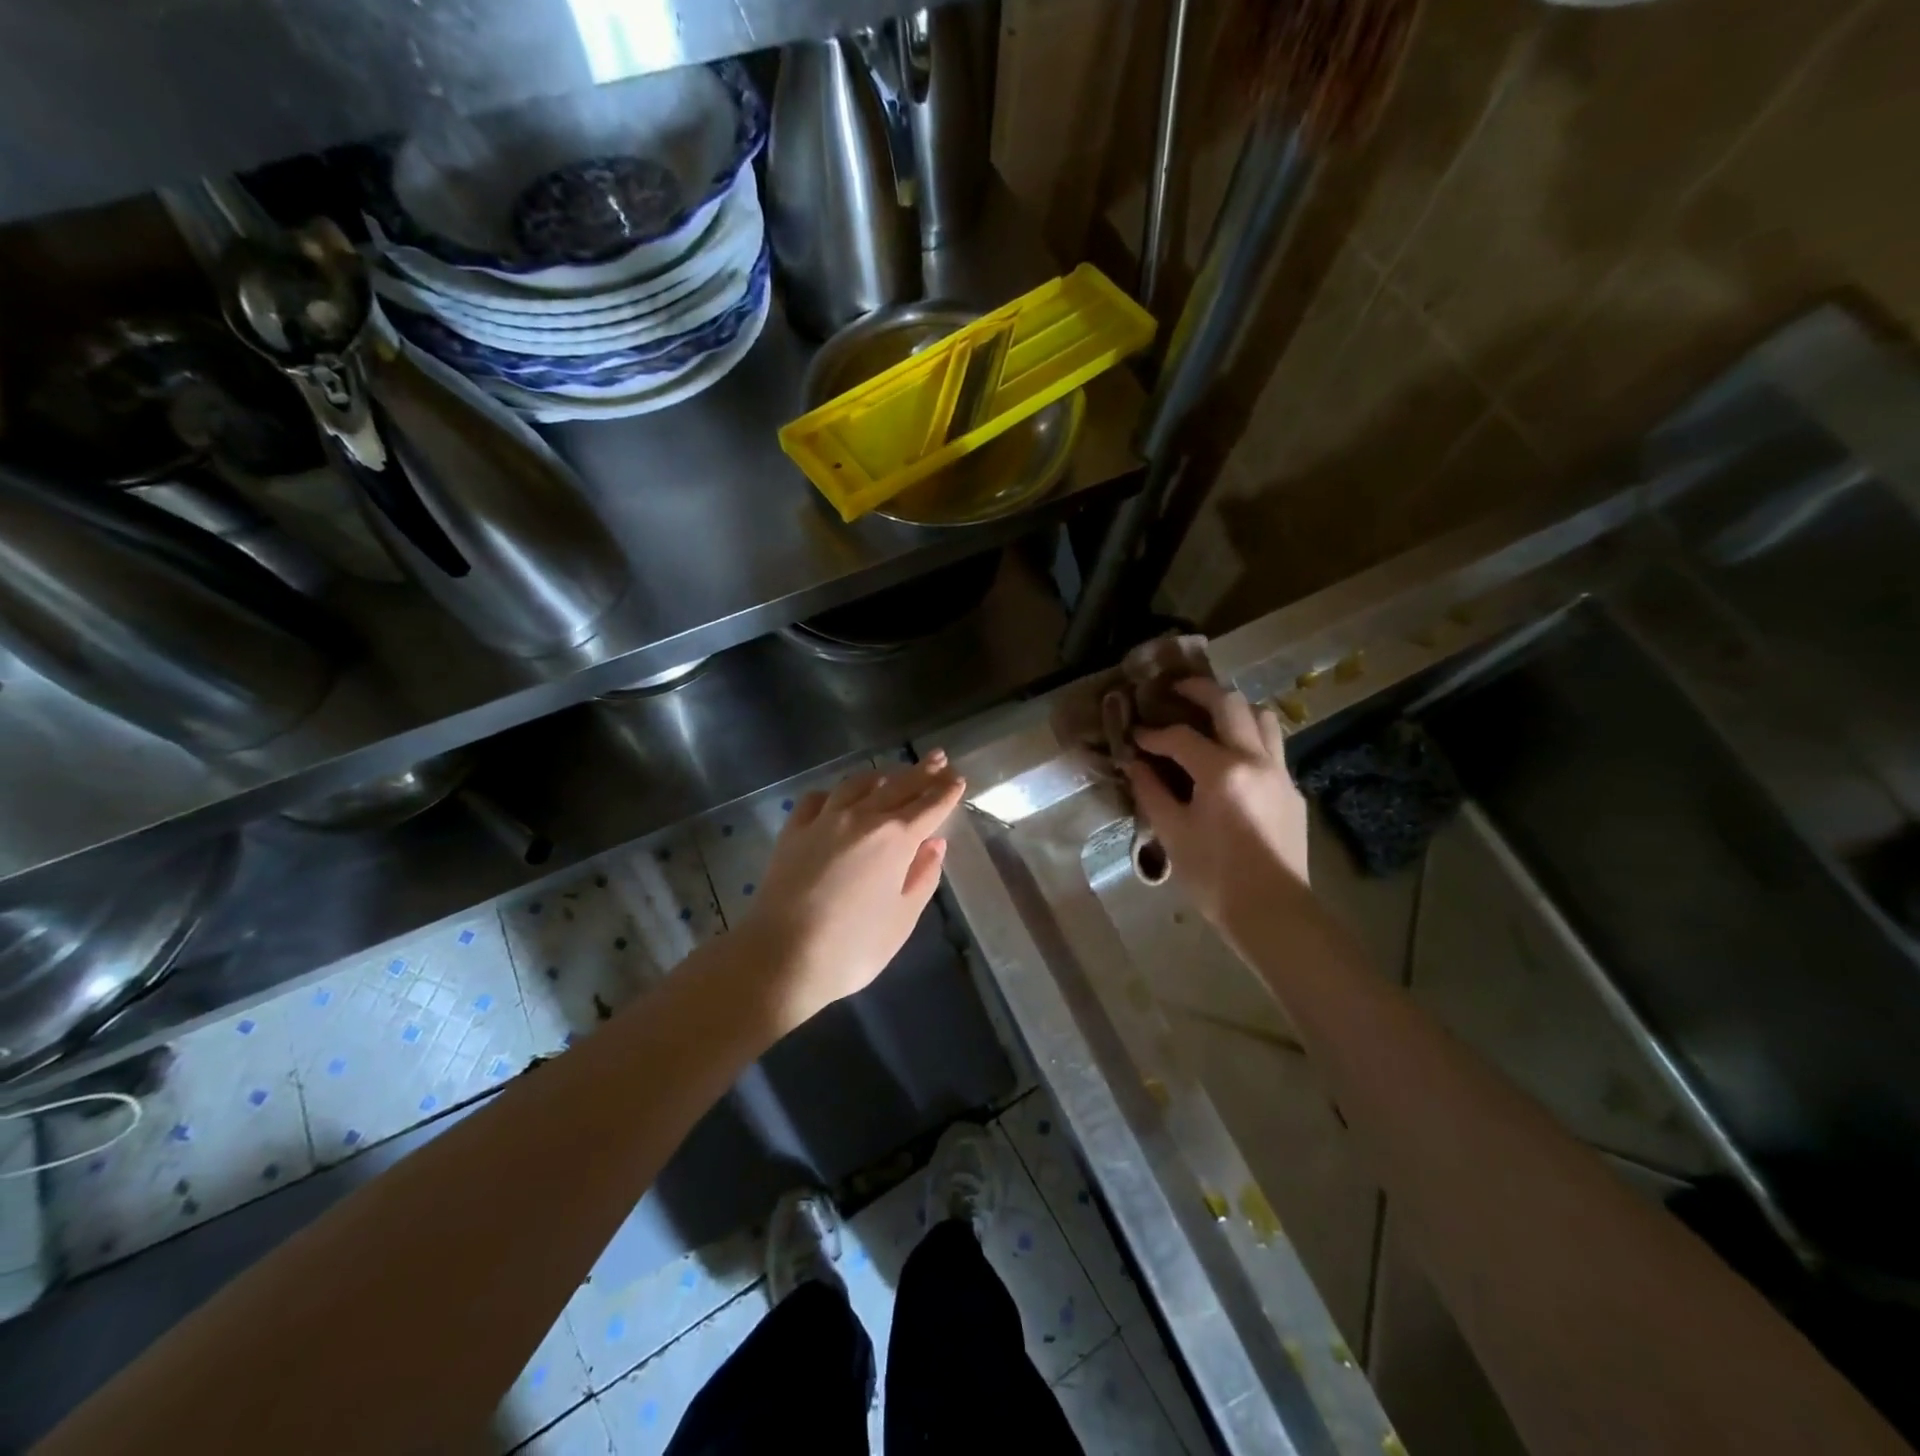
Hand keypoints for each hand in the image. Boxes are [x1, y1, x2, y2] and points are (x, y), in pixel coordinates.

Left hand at [742, 752, 965, 1029]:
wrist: (781, 956)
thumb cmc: (852, 947)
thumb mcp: (902, 919)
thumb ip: (922, 877)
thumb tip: (935, 844)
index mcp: (896, 839)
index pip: (929, 806)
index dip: (946, 791)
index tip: (958, 778)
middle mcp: (862, 818)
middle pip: (898, 786)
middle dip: (922, 772)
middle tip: (938, 758)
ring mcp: (824, 820)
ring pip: (858, 784)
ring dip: (881, 775)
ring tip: (893, 773)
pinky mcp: (793, 830)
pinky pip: (819, 798)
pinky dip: (836, 792)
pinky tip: (839, 797)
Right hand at [1122, 679, 1309, 923]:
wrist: (1273, 912)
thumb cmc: (1215, 877)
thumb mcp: (1173, 833)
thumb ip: (1151, 791)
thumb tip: (1135, 764)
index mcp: (1222, 771)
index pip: (1181, 736)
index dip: (1153, 734)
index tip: (1135, 736)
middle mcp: (1256, 760)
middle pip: (1230, 704)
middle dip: (1199, 691)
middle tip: (1175, 691)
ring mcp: (1281, 773)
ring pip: (1263, 717)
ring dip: (1234, 709)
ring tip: (1210, 716)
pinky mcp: (1293, 791)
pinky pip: (1272, 747)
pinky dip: (1249, 738)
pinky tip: (1231, 759)